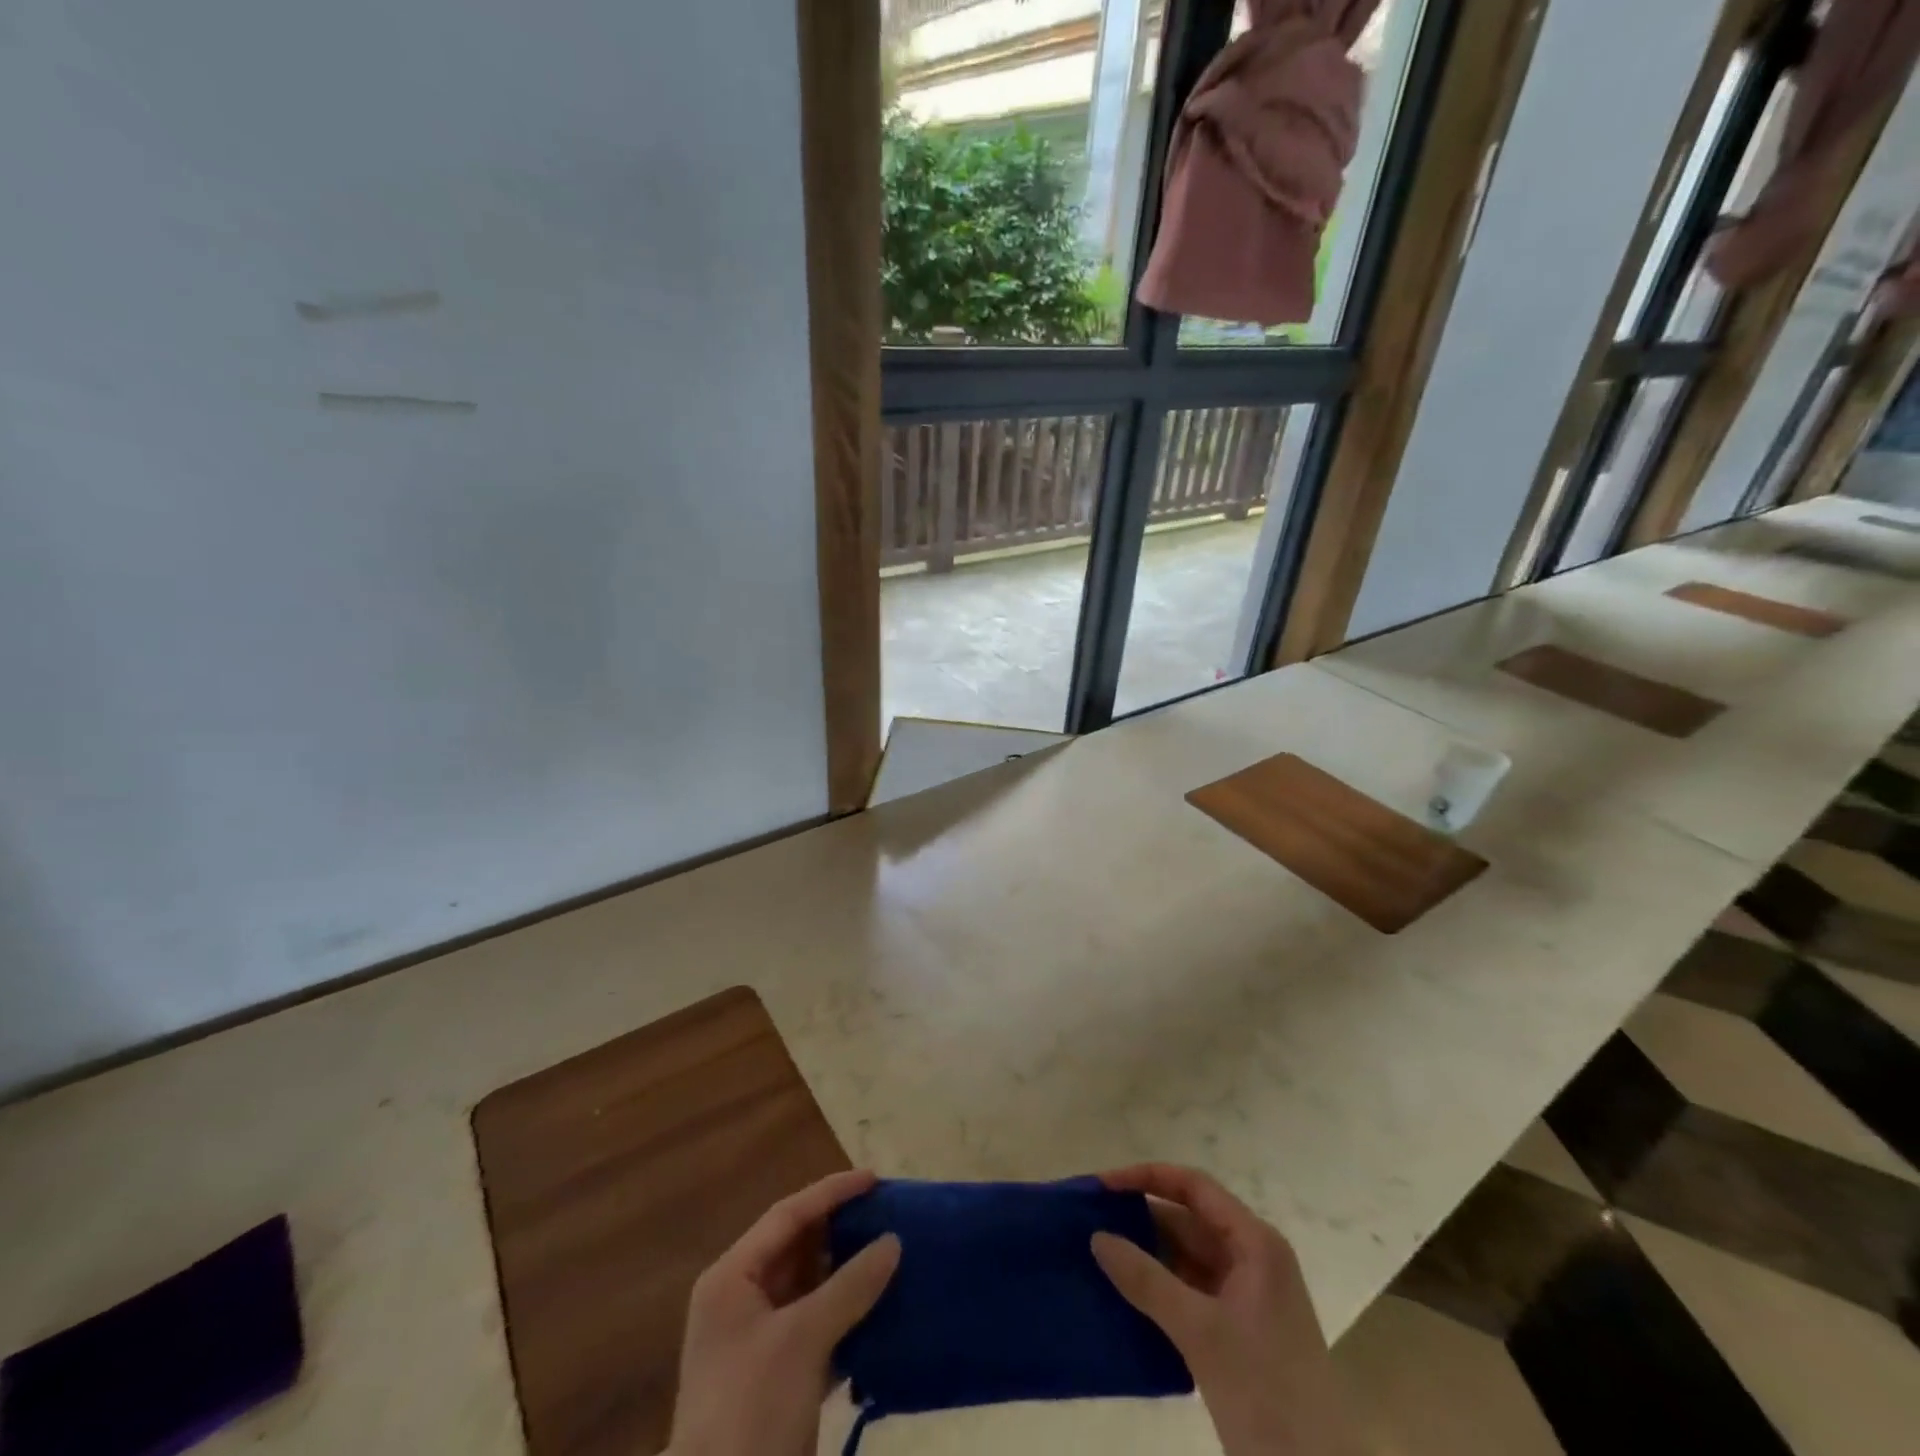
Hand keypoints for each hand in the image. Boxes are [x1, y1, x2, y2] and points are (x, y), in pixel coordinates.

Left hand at [668, 1169, 900, 1455]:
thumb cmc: (751, 1407)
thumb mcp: (802, 1339)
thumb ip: (850, 1286)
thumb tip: (893, 1241)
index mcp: (732, 1278)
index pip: (788, 1215)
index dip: (832, 1192)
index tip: (874, 1178)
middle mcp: (742, 1299)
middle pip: (798, 1248)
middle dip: (841, 1230)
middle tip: (886, 1212)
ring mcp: (759, 1340)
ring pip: (810, 1288)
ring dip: (848, 1273)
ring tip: (892, 1252)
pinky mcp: (778, 1376)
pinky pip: (818, 1326)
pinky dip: (847, 1315)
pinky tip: (883, 1309)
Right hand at [1090, 1164, 1360, 1455]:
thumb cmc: (1266, 1393)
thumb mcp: (1200, 1332)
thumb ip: (1146, 1280)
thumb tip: (1097, 1237)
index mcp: (1255, 1243)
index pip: (1194, 1187)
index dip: (1148, 1178)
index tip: (1104, 1185)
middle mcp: (1253, 1257)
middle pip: (1189, 1220)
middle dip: (1141, 1218)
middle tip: (1091, 1222)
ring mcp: (1248, 1295)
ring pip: (1188, 1256)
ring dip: (1147, 1254)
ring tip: (1098, 1254)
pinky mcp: (1239, 1329)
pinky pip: (1191, 1290)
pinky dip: (1160, 1288)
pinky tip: (1125, 1296)